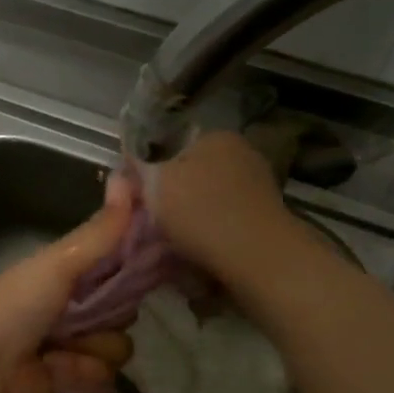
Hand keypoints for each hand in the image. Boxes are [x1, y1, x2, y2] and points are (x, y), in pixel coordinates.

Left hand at [0, 175, 136, 392]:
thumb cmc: (14, 308)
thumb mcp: (58, 262)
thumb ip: (99, 231)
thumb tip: (130, 175)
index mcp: (64, 276)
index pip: (115, 266)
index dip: (131, 263)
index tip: (147, 260)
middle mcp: (72, 312)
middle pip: (123, 308)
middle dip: (112, 311)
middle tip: (86, 311)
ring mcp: (75, 351)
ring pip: (118, 345)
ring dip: (95, 346)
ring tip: (64, 348)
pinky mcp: (77, 387)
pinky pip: (106, 377)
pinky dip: (84, 373)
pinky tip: (59, 372)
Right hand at [146, 131, 296, 281]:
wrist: (257, 257)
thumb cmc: (201, 213)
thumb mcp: (154, 186)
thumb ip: (138, 171)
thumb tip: (127, 167)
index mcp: (216, 136)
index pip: (173, 147)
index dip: (152, 173)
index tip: (141, 201)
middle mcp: (242, 153)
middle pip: (194, 174)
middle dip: (175, 197)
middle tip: (155, 224)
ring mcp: (258, 185)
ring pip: (211, 199)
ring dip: (194, 218)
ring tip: (177, 243)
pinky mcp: (266, 217)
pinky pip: (227, 221)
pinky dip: (214, 233)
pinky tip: (202, 251)